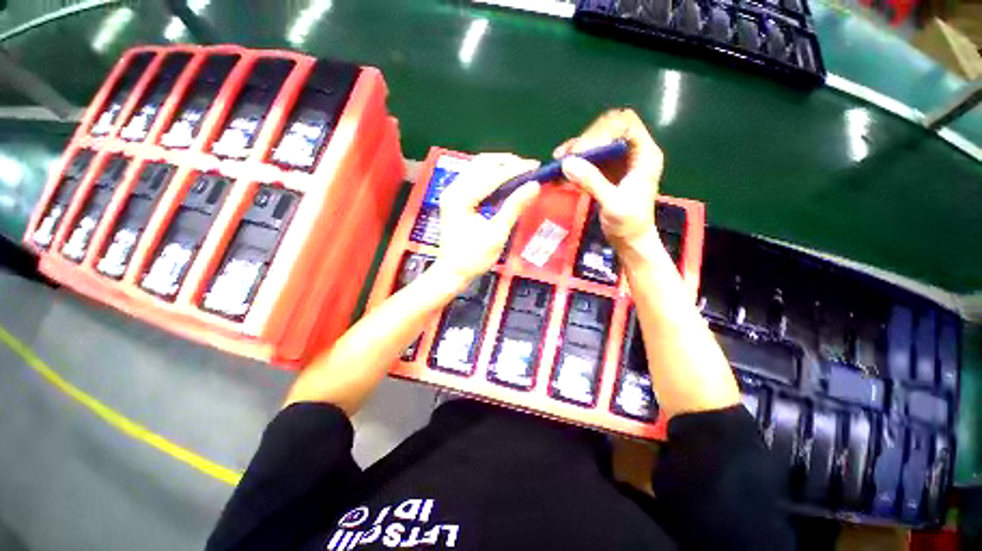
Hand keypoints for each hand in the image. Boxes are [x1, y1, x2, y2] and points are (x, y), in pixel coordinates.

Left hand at [435, 154, 539, 284]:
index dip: (515, 169)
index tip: (536, 167)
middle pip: (481, 163)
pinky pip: (474, 176)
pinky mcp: (454, 196)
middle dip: (507, 162)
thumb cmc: (474, 258)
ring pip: (477, 167)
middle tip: (529, 168)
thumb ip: (514, 207)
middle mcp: (453, 189)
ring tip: (520, 171)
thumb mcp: (497, 235)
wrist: (452, 272)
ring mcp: (451, 191)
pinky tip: (504, 180)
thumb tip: (534, 185)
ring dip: (499, 165)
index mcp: (460, 198)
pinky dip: (491, 174)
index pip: (491, 175)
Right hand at [555, 109, 664, 256]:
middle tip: (567, 157)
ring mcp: (619, 162)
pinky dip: (575, 163)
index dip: (603, 131)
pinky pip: (589, 159)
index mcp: (644, 155)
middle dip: (586, 139)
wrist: (629, 241)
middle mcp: (632, 152)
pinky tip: (560, 171)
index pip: (625, 124)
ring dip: (577, 149)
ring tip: (558, 160)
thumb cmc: (629, 224)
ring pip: (597, 142)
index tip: (582, 150)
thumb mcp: (612, 204)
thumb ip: (592, 182)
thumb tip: (567, 163)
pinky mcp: (607, 172)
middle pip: (609, 129)